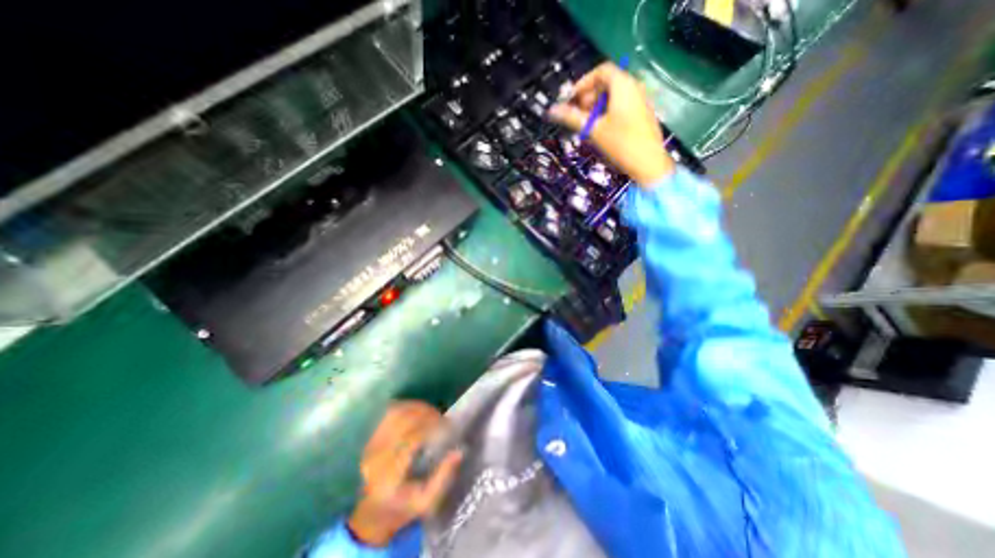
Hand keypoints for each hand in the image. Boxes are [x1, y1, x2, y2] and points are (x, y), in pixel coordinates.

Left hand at [346, 404, 461, 545]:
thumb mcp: (426, 502)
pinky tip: (420, 410)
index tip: (448, 427)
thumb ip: (443, 477)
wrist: (373, 513)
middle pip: (403, 422)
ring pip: (395, 413)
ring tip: (433, 412)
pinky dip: (407, 407)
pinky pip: (389, 414)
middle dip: (426, 414)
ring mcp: (371, 445)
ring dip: (417, 408)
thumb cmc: (403, 507)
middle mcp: (376, 457)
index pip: (411, 440)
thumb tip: (459, 451)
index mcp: (389, 476)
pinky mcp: (371, 438)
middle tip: (443, 418)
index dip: (431, 427)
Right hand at [548, 63, 670, 184]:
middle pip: (607, 83)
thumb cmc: (621, 143)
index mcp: (623, 85)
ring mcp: (640, 101)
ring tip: (586, 124)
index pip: (601, 71)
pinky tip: (601, 129)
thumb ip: (572, 118)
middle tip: (577, 113)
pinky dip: (607, 112)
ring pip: (614, 96)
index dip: (583, 83)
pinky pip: (621, 106)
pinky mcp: (642, 115)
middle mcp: (634, 88)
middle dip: (589, 96)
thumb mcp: (593, 130)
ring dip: (597, 106)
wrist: (649, 164)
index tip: (571, 99)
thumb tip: (552, 110)